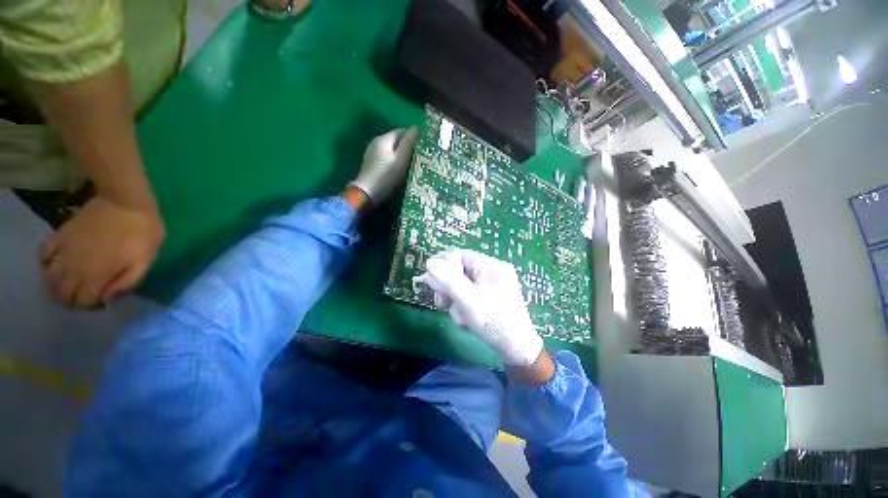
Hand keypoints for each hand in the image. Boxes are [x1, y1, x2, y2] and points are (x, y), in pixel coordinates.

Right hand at [40, 196, 164, 307]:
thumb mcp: (145, 259)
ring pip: (48, 278)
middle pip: (63, 294)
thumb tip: (108, 299)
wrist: (125, 201)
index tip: (100, 300)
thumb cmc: (142, 232)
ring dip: (55, 286)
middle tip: (84, 294)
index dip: (91, 305)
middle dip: (72, 299)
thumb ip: (127, 281)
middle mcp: (75, 267)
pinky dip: (44, 263)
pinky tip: (55, 263)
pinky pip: (42, 254)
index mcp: (97, 275)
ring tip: (68, 284)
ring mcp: (64, 250)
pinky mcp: (59, 235)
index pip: (83, 301)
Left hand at [349, 127, 418, 203]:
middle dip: (408, 146)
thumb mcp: (401, 160)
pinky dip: (395, 160)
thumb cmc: (386, 176)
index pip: (402, 131)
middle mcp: (376, 142)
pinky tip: (400, 169)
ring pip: (392, 149)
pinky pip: (387, 157)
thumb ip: (408, 143)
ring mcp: (372, 152)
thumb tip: (416, 128)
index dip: (414, 137)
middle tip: (420, 157)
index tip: (424, 147)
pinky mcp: (372, 163)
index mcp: (384, 139)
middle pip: (396, 140)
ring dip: (402, 154)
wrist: (367, 194)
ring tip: (412, 163)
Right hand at [416, 249, 543, 366]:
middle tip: (442, 304)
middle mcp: (491, 270)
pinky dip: (463, 305)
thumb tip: (430, 262)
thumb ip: (449, 281)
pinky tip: (466, 319)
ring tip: (460, 316)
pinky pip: (468, 294)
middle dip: (448, 287)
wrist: (518, 350)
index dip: (443, 268)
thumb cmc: (495, 323)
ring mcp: (491, 283)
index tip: (435, 287)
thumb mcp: (470, 302)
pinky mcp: (490, 295)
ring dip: (455, 300)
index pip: (458, 255)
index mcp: (490, 265)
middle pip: (458, 269)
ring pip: (461, 284)